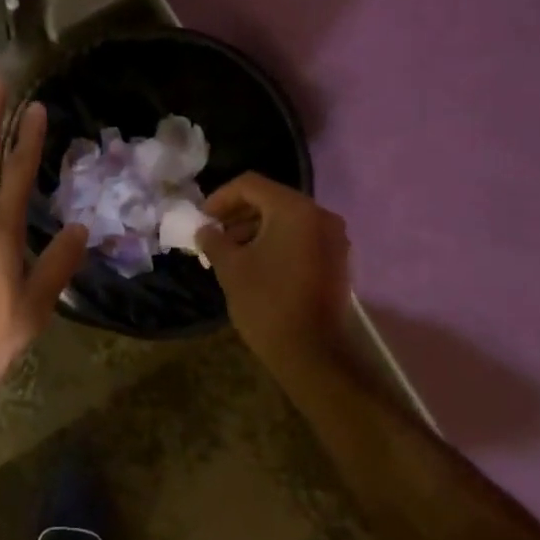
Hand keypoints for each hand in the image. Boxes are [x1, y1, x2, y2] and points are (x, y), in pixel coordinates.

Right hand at [198, 174, 352, 363]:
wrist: (313, 354)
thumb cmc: (267, 303)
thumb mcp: (230, 268)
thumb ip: (213, 240)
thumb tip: (205, 229)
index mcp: (294, 209)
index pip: (250, 185)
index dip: (221, 197)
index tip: (202, 218)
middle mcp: (320, 215)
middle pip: (271, 199)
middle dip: (238, 213)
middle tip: (213, 233)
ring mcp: (333, 238)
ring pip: (287, 219)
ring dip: (256, 228)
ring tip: (230, 251)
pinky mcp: (337, 260)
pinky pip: (301, 237)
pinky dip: (276, 241)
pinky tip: (255, 262)